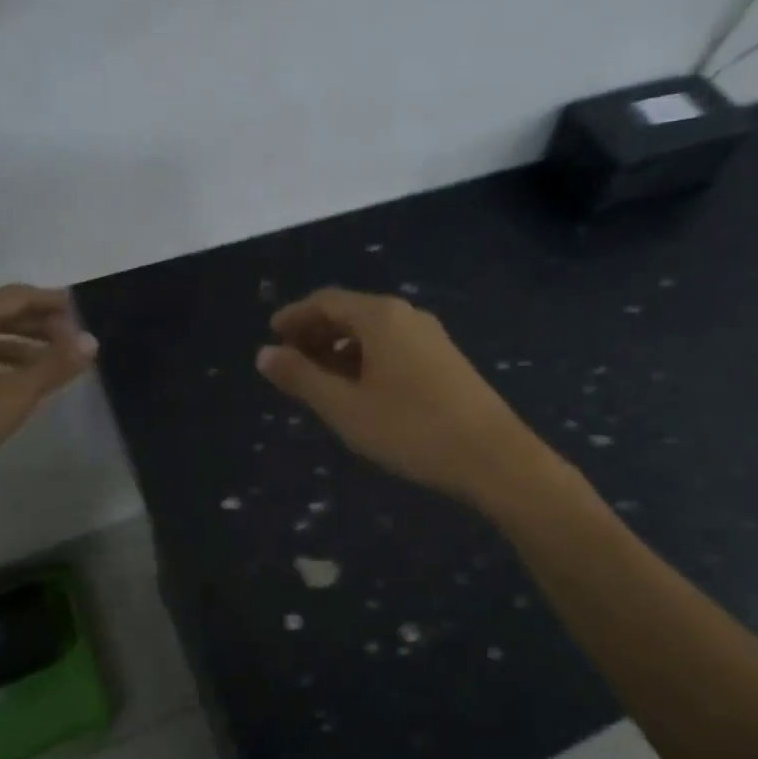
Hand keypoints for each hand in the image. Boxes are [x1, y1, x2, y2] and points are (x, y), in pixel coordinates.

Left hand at [0, 285, 96, 521]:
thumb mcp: (9, 397)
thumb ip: (52, 367)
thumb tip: (90, 340)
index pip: (17, 295)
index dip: (51, 301)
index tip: (80, 312)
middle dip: (37, 324)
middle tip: (69, 341)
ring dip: (16, 346)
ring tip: (45, 368)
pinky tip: (3, 389)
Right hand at [255, 287, 550, 504]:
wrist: (493, 456)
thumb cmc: (411, 429)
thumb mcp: (345, 408)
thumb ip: (301, 378)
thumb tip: (264, 354)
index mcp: (380, 317)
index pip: (326, 302)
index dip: (294, 316)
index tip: (271, 335)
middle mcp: (407, 315)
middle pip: (350, 313)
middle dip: (316, 332)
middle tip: (290, 359)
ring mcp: (431, 336)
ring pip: (374, 332)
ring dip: (341, 348)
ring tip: (320, 379)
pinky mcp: (446, 359)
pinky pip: (394, 346)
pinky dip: (366, 358)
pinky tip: (361, 389)